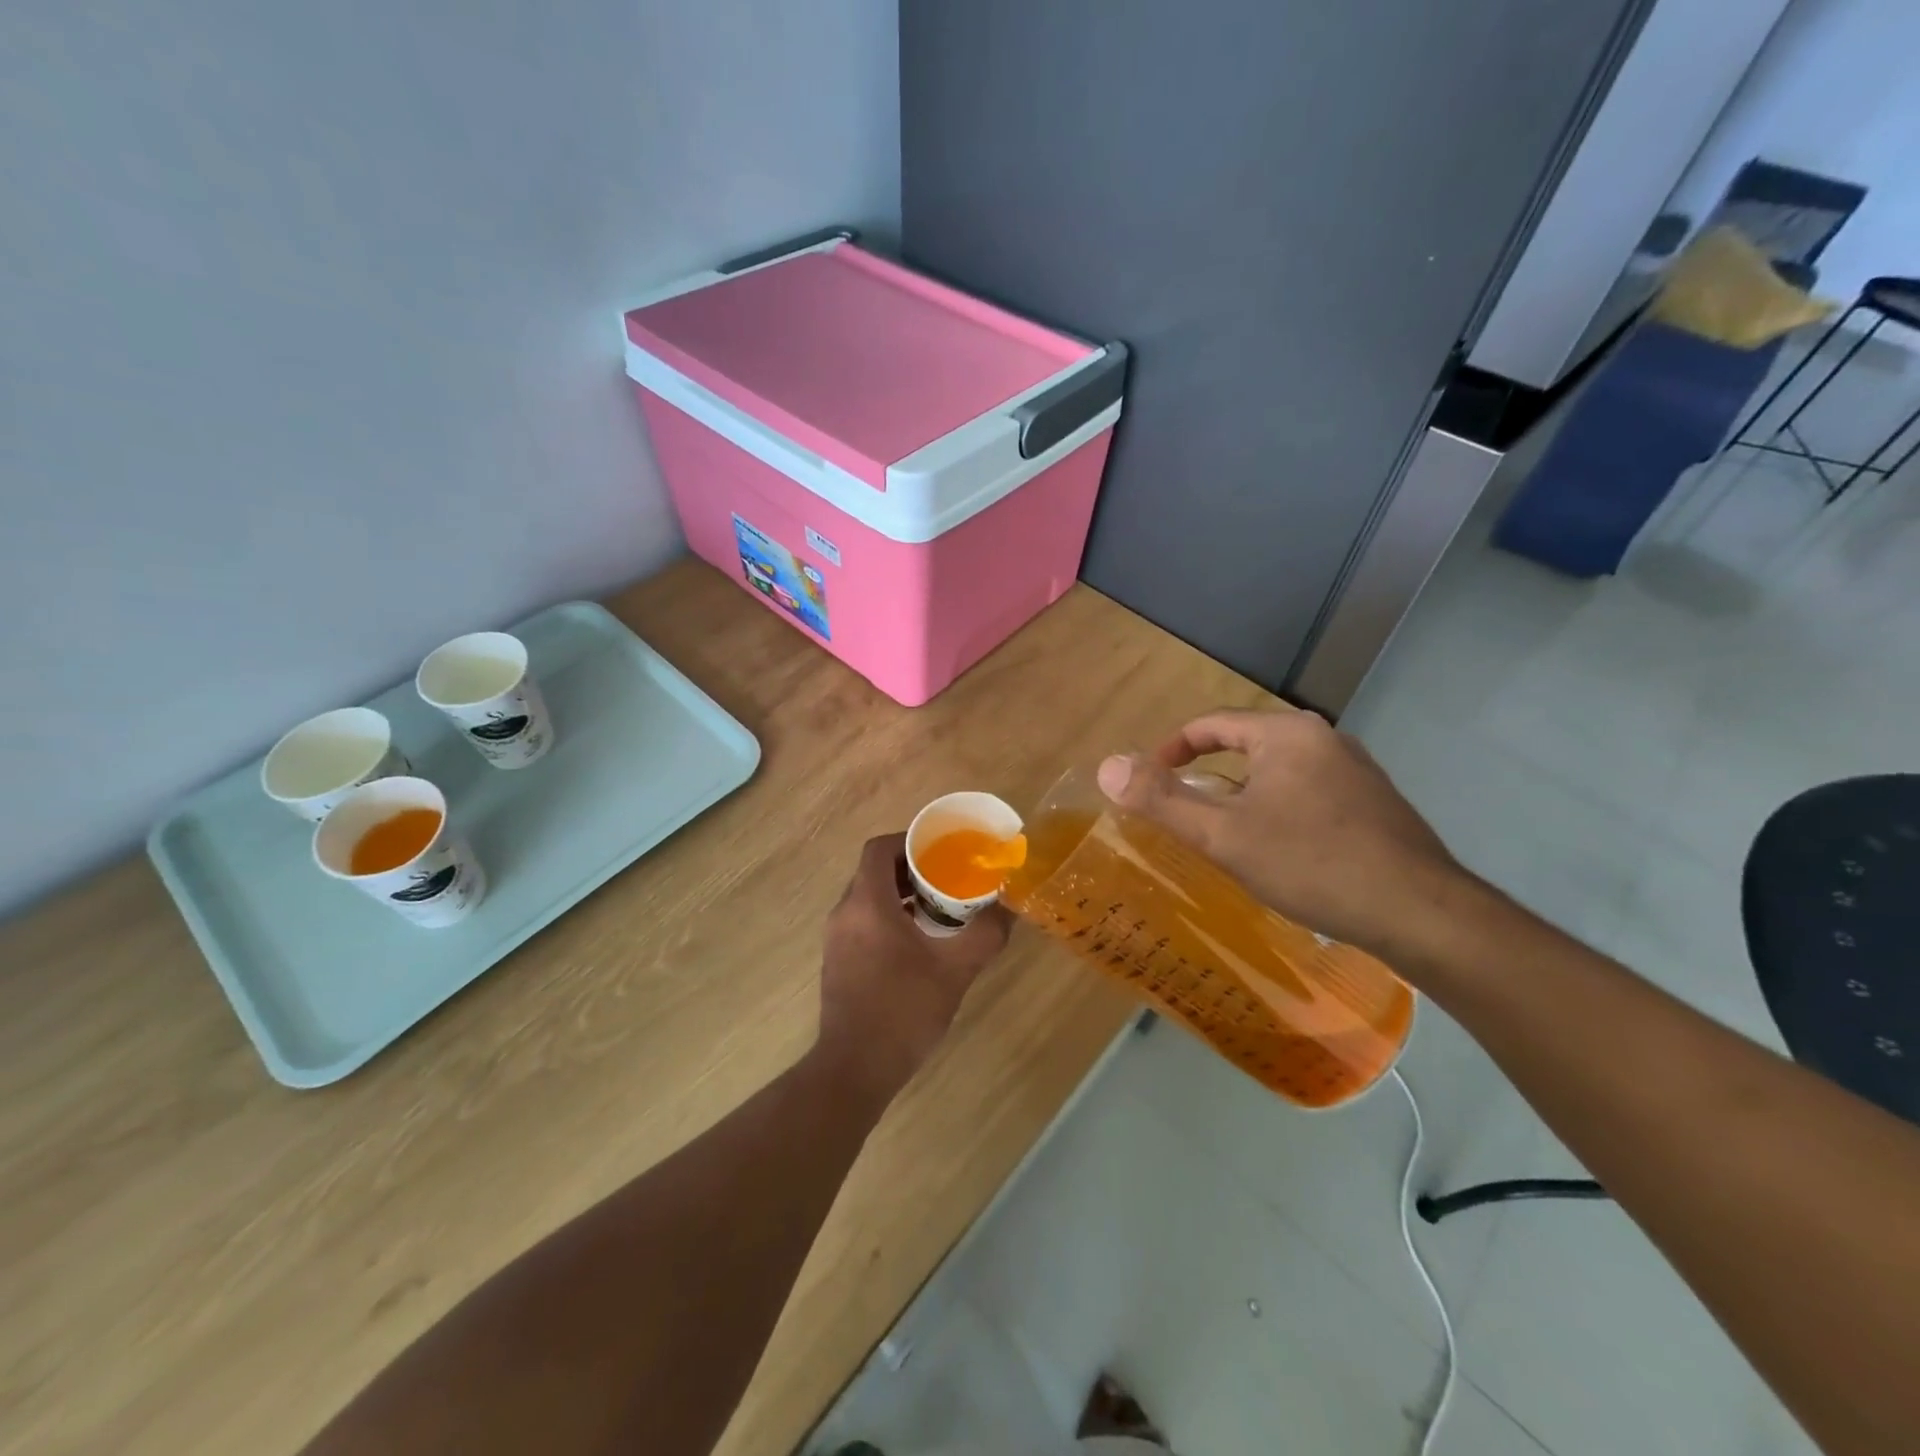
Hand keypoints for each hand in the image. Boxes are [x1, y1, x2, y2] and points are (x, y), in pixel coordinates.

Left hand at [817, 833, 1011, 1097]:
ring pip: (866, 897)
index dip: (908, 841)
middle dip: (909, 868)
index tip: (939, 849)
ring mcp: (836, 939)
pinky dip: (886, 917)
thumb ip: (985, 934)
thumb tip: (1010, 907)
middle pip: (872, 871)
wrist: (855, 1069)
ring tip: (937, 907)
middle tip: (946, 877)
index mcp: (867, 904)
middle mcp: (844, 913)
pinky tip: (917, 942)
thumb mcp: (954, 970)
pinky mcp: (836, 961)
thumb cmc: (903, 1011)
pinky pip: (861, 921)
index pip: (878, 849)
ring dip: (898, 894)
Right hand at [1095, 708, 1473, 960]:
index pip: (1211, 724)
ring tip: (1224, 834)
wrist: (1419, 912)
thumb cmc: (1311, 863)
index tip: (1149, 780)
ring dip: (1242, 794)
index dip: (1171, 749)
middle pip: (1245, 745)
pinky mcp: (1374, 802)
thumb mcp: (1223, 835)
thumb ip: (1162, 800)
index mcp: (1285, 733)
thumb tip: (1107, 767)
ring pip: (1278, 772)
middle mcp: (1323, 738)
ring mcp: (1356, 770)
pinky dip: (1277, 809)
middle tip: (1182, 811)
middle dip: (1207, 774)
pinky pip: (1307, 792)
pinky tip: (1278, 850)